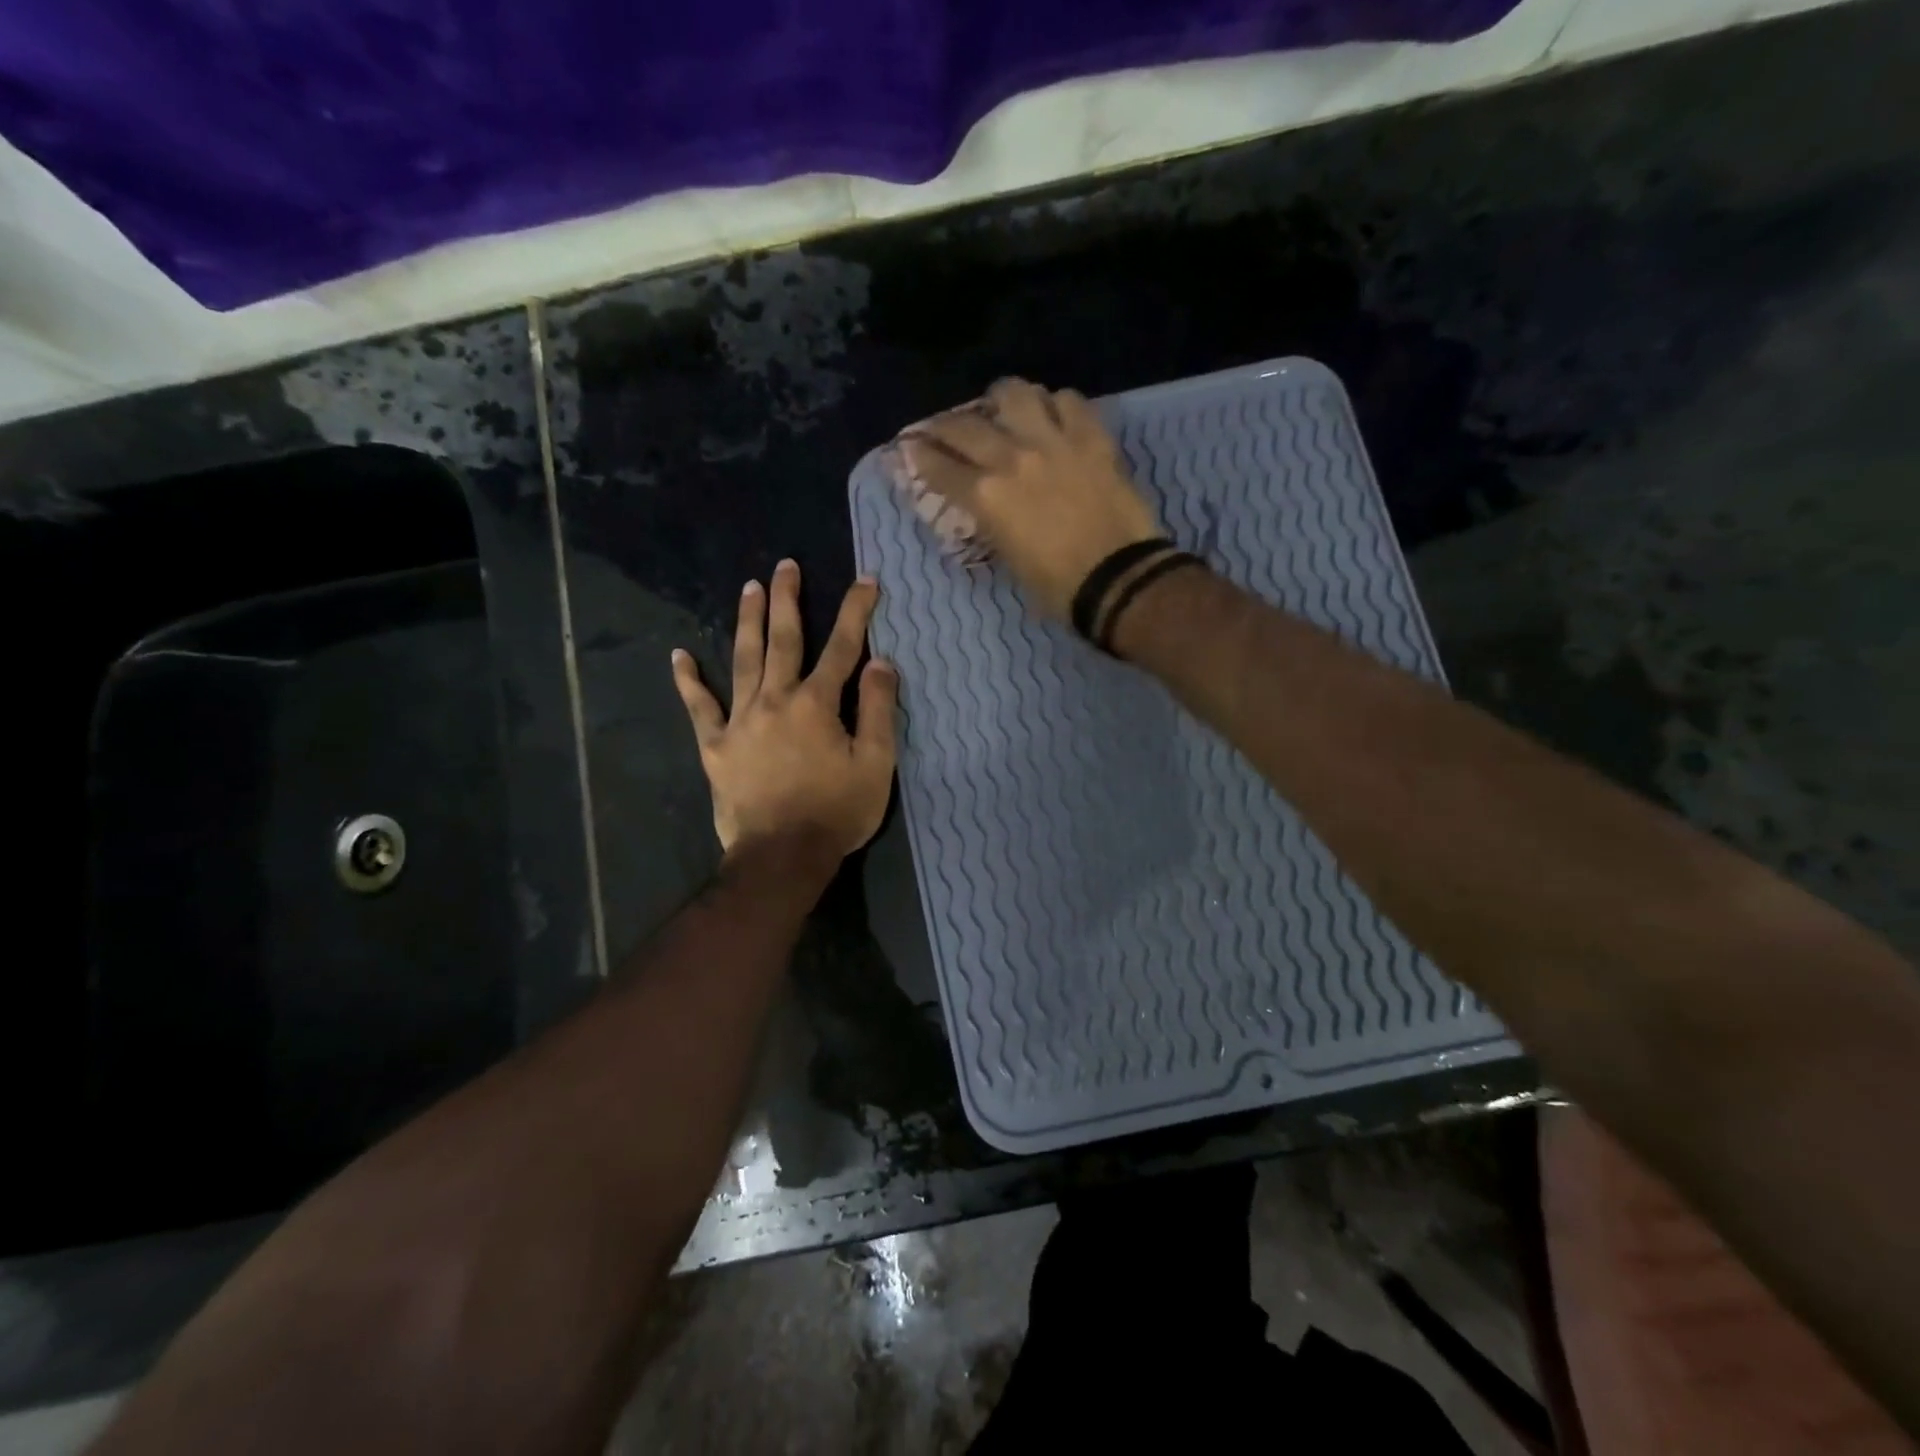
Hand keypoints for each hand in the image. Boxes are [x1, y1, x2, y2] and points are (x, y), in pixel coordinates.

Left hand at [672, 560, 897, 860]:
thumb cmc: (836, 812)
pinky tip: (679, 656)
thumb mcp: (876, 765)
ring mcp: (740, 721)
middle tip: (786, 565)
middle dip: (788, 600)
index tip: (865, 581)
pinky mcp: (715, 746)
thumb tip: (882, 662)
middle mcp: (776, 700)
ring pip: (743, 660)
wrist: (781, 856)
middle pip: (784, 640)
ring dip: (747, 621)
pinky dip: (688, 681)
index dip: (856, 612)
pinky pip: (699, 707)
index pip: (842, 648)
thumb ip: (879, 711)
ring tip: (748, 588)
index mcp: (818, 704)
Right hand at [898, 377, 1160, 618]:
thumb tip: (987, 509)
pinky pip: (1068, 401)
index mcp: (987, 498)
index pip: (940, 468)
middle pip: (966, 426)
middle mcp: (1012, 459)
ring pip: (1016, 394)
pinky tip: (1055, 416)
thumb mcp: (1010, 561)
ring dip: (1002, 399)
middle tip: (943, 428)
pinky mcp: (1091, 438)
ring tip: (1002, 408)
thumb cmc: (1058, 587)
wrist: (1118, 578)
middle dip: (945, 426)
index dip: (919, 456)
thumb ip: (992, 525)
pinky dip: (1055, 404)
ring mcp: (1054, 442)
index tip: (911, 447)